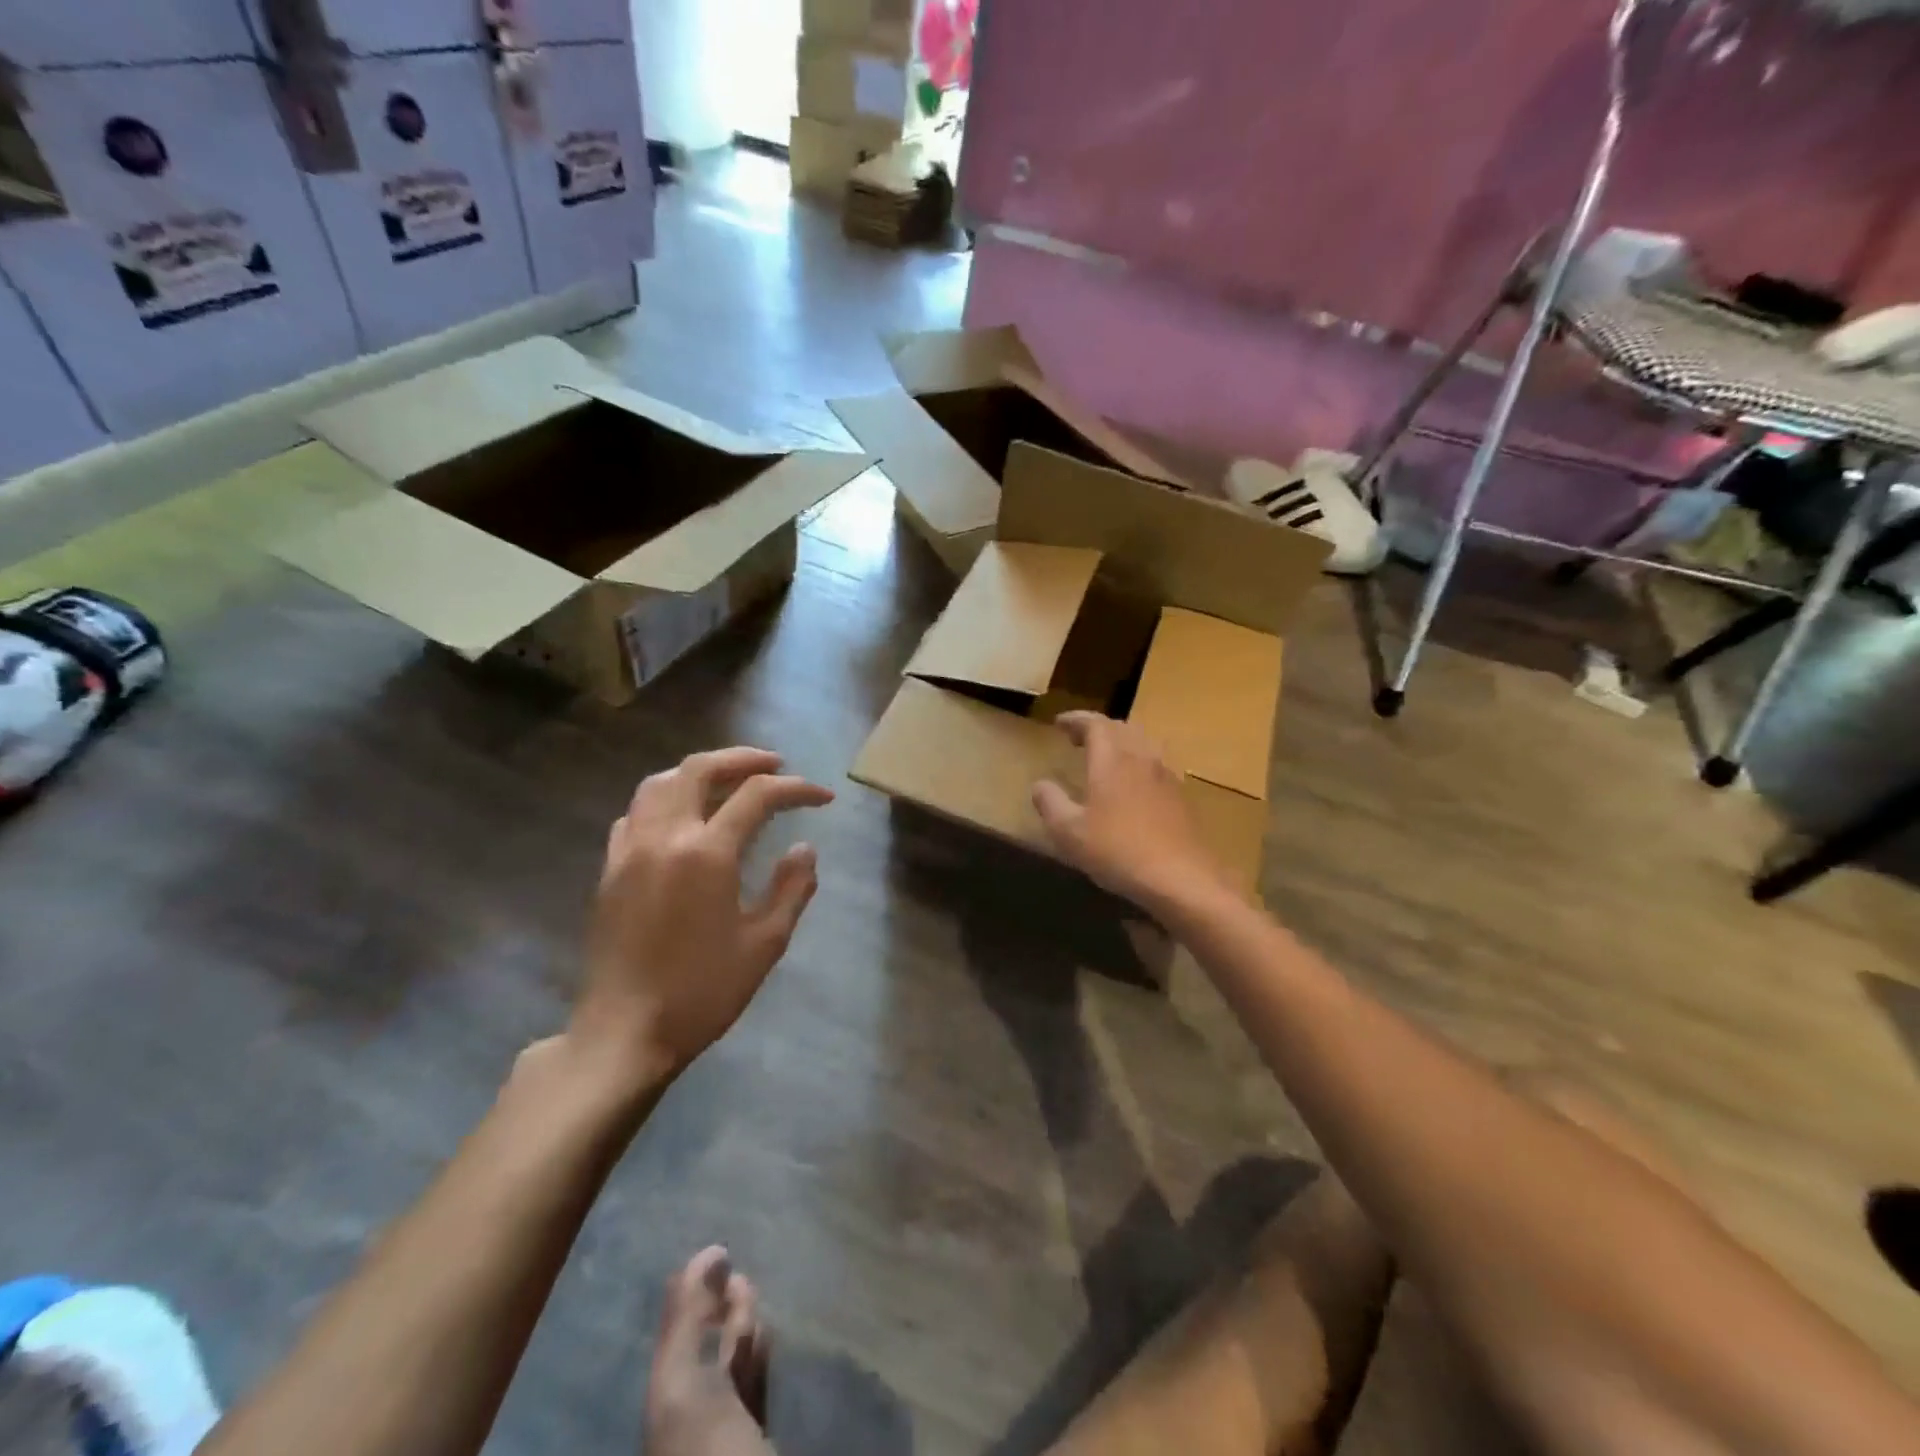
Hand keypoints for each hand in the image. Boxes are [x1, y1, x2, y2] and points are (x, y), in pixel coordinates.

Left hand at [574, 747, 832, 1088]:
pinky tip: (681, 818)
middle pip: (700, 770)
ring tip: (729, 781)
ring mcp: (630, 850)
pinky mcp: (609, 870)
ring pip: (660, 783)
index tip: (823, 799)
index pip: (757, 796)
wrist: (625, 1033)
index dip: (796, 789)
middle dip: (743, 759)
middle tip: (775, 764)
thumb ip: (792, 888)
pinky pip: (634, 814)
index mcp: (707, 852)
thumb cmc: (703, 992)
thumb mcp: (765, 944)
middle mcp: (664, 837)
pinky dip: (664, 800)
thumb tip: (805, 848)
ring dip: (699, 772)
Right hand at [1032, 712, 1233, 912]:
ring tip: (1107, 757)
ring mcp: (1166, 776)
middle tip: (1079, 739)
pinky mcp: (1181, 796)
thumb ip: (1050, 803)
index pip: (1094, 724)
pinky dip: (1139, 762)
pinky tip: (1133, 785)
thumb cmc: (1118, 850)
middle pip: (1121, 728)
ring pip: (1143, 743)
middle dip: (1098, 728)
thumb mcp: (1069, 832)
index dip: (1076, 719)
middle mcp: (1141, 757)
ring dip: (1122, 742)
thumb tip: (1040, 784)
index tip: (1059, 723)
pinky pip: (1157, 764)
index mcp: (1112, 758)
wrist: (1181, 877)